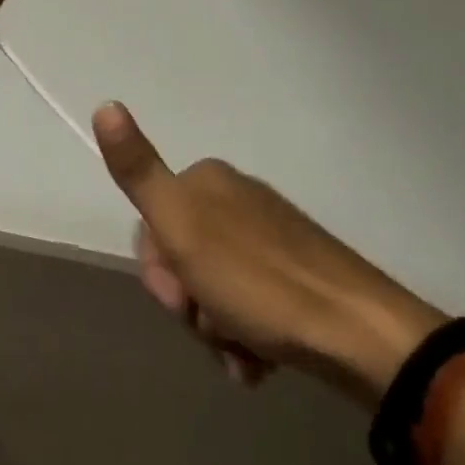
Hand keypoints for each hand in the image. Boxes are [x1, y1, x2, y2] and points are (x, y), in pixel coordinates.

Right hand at [93, 102, 445, 406]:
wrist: (358, 333)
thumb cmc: (257, 280)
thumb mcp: (182, 226)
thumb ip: (139, 171)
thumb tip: (105, 103)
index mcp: (206, 182)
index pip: (151, 227)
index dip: (159, 272)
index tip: (181, 299)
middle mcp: (236, 200)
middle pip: (182, 259)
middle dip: (190, 304)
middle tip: (213, 326)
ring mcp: (270, 239)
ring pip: (214, 288)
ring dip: (217, 328)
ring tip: (243, 353)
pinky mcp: (297, 276)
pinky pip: (249, 305)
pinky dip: (246, 336)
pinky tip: (260, 360)